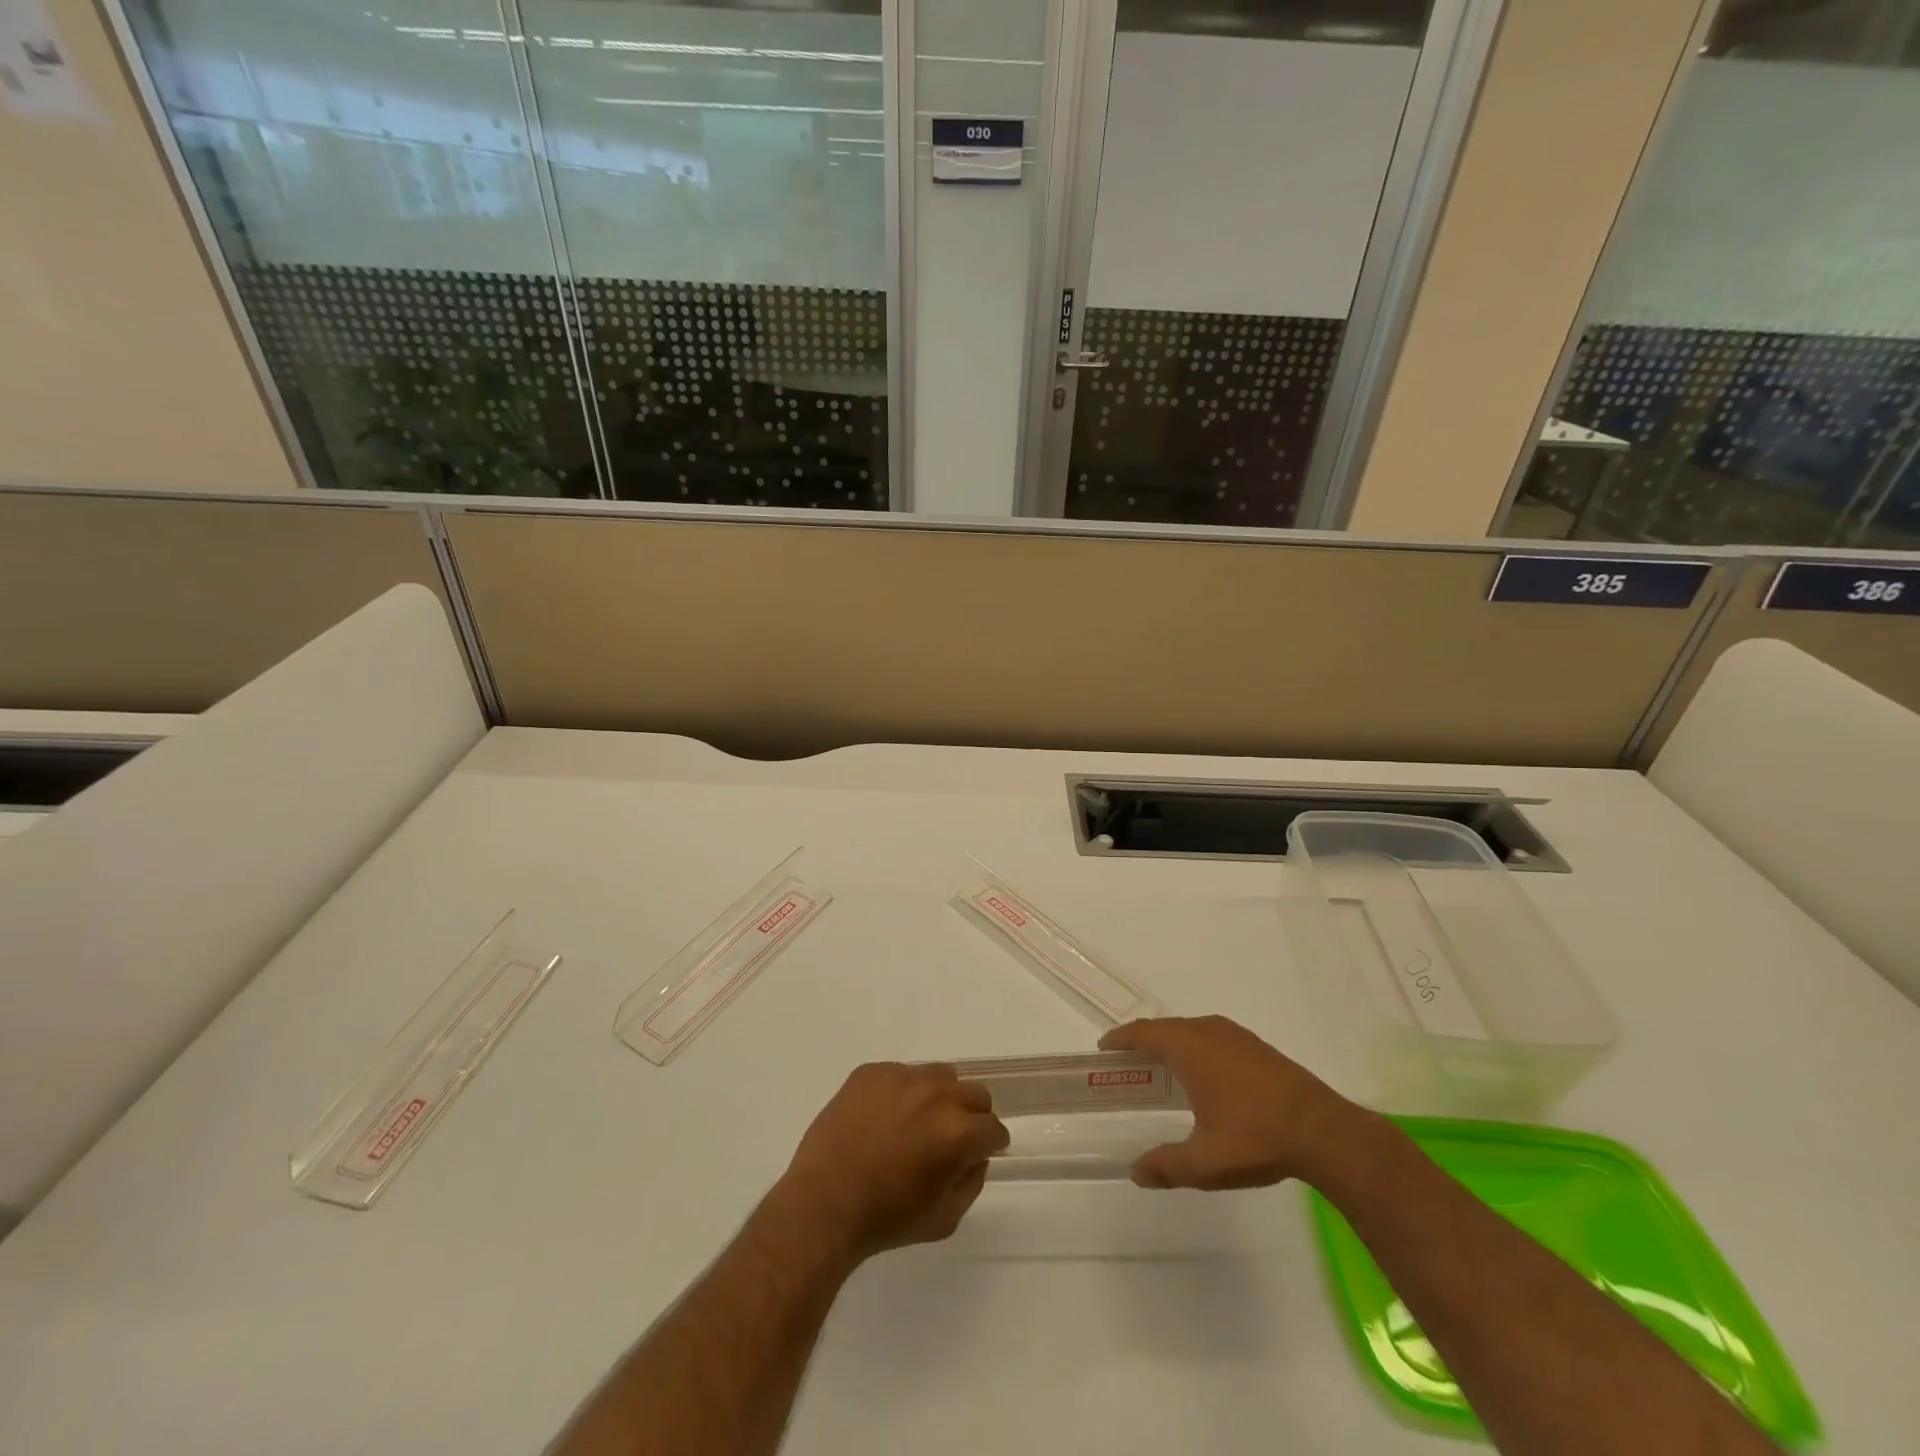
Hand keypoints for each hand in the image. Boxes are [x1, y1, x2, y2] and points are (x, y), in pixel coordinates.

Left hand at [769, 1062, 1009, 1265]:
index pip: (993, 1128)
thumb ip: (971, 1182)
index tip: (979, 1153)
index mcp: (958, 1132)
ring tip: (916, 1124)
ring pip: (940, 1076)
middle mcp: (936, 1094)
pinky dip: (902, 1092)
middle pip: (975, 1093)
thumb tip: (974, 1155)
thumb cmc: (886, 1219)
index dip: (990, 1145)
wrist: (822, 1204)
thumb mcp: (945, 1218)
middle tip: (950, 1139)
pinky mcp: (871, 1071)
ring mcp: (901, 1076)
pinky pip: (901, 1073)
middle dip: (971, 1117)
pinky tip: (884, 1119)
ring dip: (939, 1097)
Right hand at [1099, 1015, 1371, 1190]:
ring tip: (1162, 1068)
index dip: (1121, 1039)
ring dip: (1172, 1043)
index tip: (1104, 1049)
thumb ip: (1167, 1166)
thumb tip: (1136, 1172)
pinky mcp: (1258, 1048)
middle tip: (1128, 1064)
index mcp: (1189, 1048)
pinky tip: (1204, 1074)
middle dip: (1144, 1041)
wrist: (1324, 1132)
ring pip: (1192, 1030)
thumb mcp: (1205, 1162)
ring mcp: (1237, 1036)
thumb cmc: (1256, 1138)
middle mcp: (1209, 1031)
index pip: (1144, 1033)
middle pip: (1166, 1028)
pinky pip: (1213, 1037)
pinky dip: (1196, 1047)